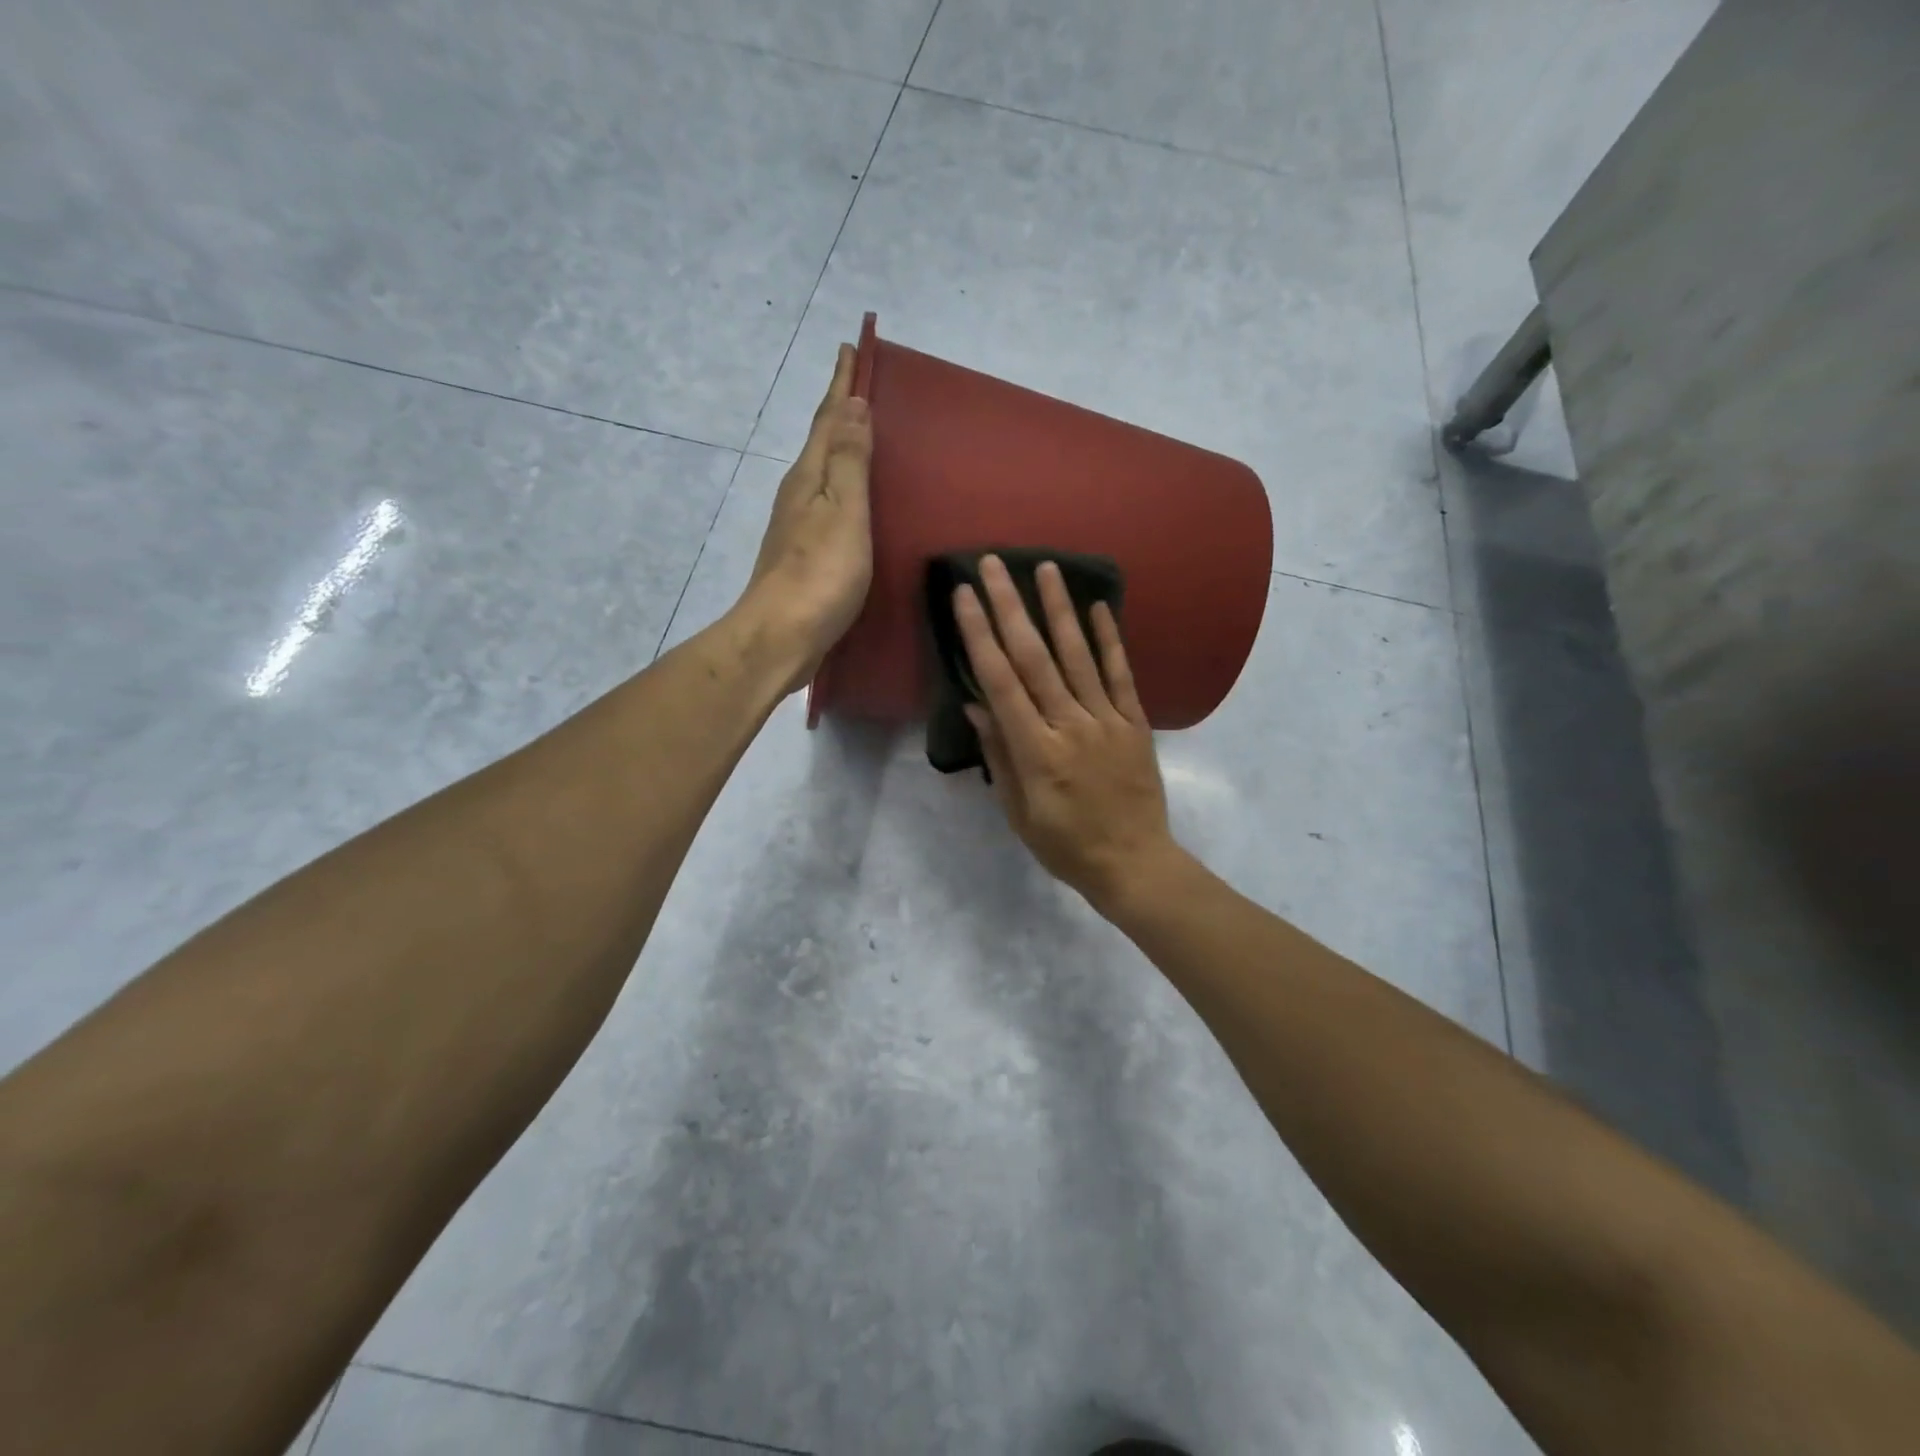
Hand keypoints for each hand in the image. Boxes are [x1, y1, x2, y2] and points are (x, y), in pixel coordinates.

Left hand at [740, 344, 873, 691]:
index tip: (851, 348)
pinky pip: (828, 503)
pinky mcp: (805, 554)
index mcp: (810, 477)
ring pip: (824, 472)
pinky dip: (843, 486)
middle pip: (822, 441)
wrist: (781, 636)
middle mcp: (799, 493)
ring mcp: (799, 526)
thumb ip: (850, 461)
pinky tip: (853, 498)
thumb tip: (853, 406)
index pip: (830, 419)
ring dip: (841, 447)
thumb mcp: (843, 512)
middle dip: (840, 410)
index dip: (842, 384)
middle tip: (860, 383)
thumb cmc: (820, 574)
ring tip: (862, 433)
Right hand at [954, 556, 1183, 914]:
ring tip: (1045, 568)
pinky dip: (1110, 639)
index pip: (1001, 682)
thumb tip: (977, 705)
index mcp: (1036, 751)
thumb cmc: (1065, 845)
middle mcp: (1070, 725)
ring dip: (1060, 609)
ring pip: (1079, 656)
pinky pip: (1121, 675)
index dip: (980, 636)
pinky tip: (1099, 606)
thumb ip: (999, 756)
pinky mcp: (1135, 723)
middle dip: (1010, 607)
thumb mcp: (1018, 811)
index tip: (965, 597)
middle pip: (1035, 658)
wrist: (1133, 863)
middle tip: (994, 564)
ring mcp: (1107, 721)